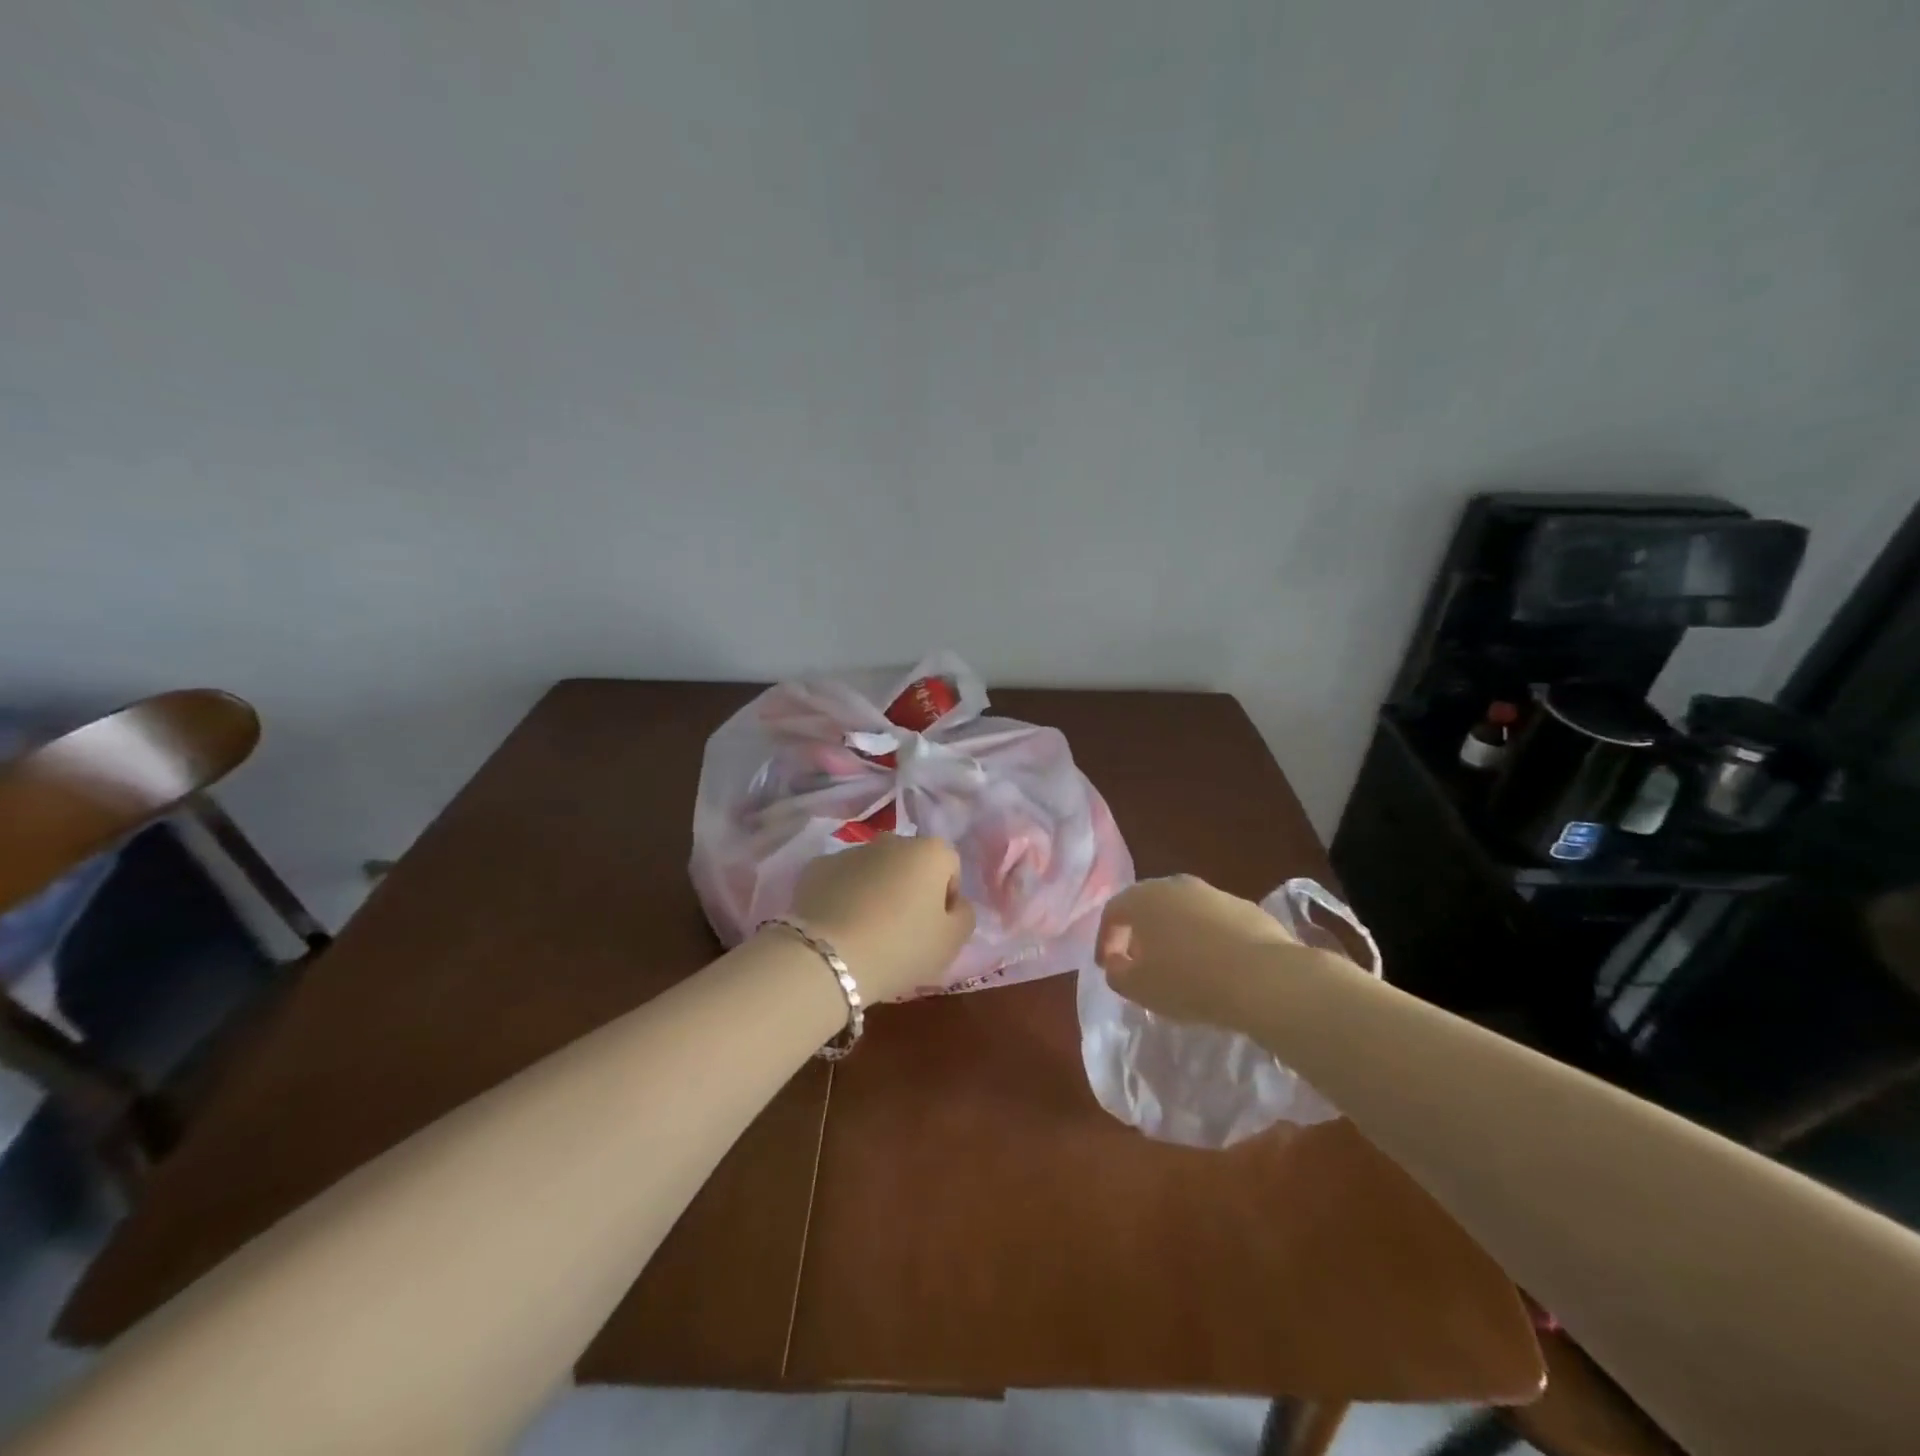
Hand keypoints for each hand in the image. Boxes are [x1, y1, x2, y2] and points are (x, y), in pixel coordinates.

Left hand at [788, 834, 975, 1001]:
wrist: (828, 957)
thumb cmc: (901, 947)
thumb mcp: (951, 942)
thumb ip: (964, 916)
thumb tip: (956, 904)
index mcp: (930, 852)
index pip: (950, 867)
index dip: (947, 897)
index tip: (936, 927)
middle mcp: (891, 840)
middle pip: (911, 862)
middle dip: (910, 887)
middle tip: (903, 929)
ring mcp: (850, 850)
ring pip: (874, 868)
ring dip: (876, 889)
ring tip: (867, 930)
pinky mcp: (816, 867)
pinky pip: (841, 879)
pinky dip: (843, 895)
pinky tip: (839, 925)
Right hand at [1096, 875, 1328, 1028]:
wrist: (1264, 979)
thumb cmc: (1189, 981)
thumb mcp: (1138, 988)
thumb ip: (1117, 973)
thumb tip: (1117, 962)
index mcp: (1143, 898)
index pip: (1113, 912)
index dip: (1105, 940)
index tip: (1107, 967)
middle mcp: (1176, 885)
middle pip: (1148, 905)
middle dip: (1140, 933)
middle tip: (1140, 962)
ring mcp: (1214, 893)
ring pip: (1183, 911)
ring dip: (1174, 934)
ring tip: (1180, 967)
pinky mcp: (1246, 908)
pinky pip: (1213, 922)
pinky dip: (1206, 939)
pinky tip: (1214, 967)